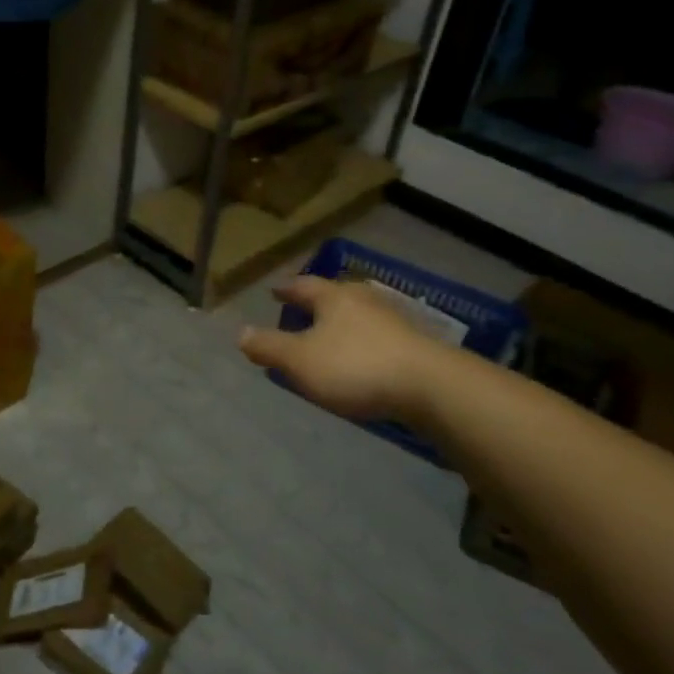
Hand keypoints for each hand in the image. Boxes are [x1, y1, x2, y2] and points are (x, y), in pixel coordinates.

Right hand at [238, 275, 445, 421]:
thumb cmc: (356, 367)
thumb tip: (240, 332)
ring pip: (358, 316)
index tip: (274, 291)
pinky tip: (361, 359)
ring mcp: (394, 321)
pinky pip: (378, 337)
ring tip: (329, 337)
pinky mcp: (416, 345)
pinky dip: (363, 344)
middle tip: (300, 312)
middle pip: (334, 296)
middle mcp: (363, 300)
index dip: (286, 290)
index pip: (303, 286)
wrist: (433, 387)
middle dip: (316, 304)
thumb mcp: (300, 360)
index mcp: (334, 297)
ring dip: (341, 324)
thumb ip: (269, 347)